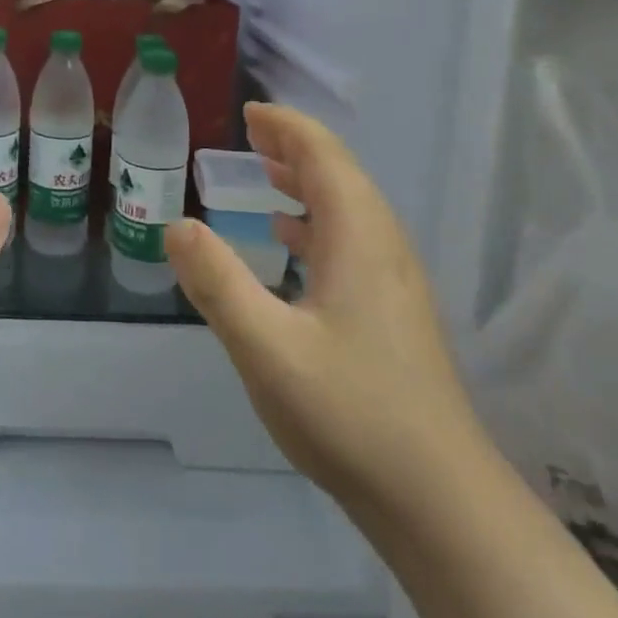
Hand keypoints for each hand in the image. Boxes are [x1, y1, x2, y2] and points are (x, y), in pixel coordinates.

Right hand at [165, 103, 487, 515]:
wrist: (441, 503)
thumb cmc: (351, 414)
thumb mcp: (267, 348)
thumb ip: (218, 283)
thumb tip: (176, 225)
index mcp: (359, 238)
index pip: (324, 156)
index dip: (287, 128)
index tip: (249, 113)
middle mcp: (383, 247)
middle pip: (341, 175)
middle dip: (295, 148)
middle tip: (249, 136)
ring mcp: (394, 282)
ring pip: (349, 209)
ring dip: (308, 182)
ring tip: (266, 174)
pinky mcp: (394, 313)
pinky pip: (352, 241)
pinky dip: (316, 222)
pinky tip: (292, 243)